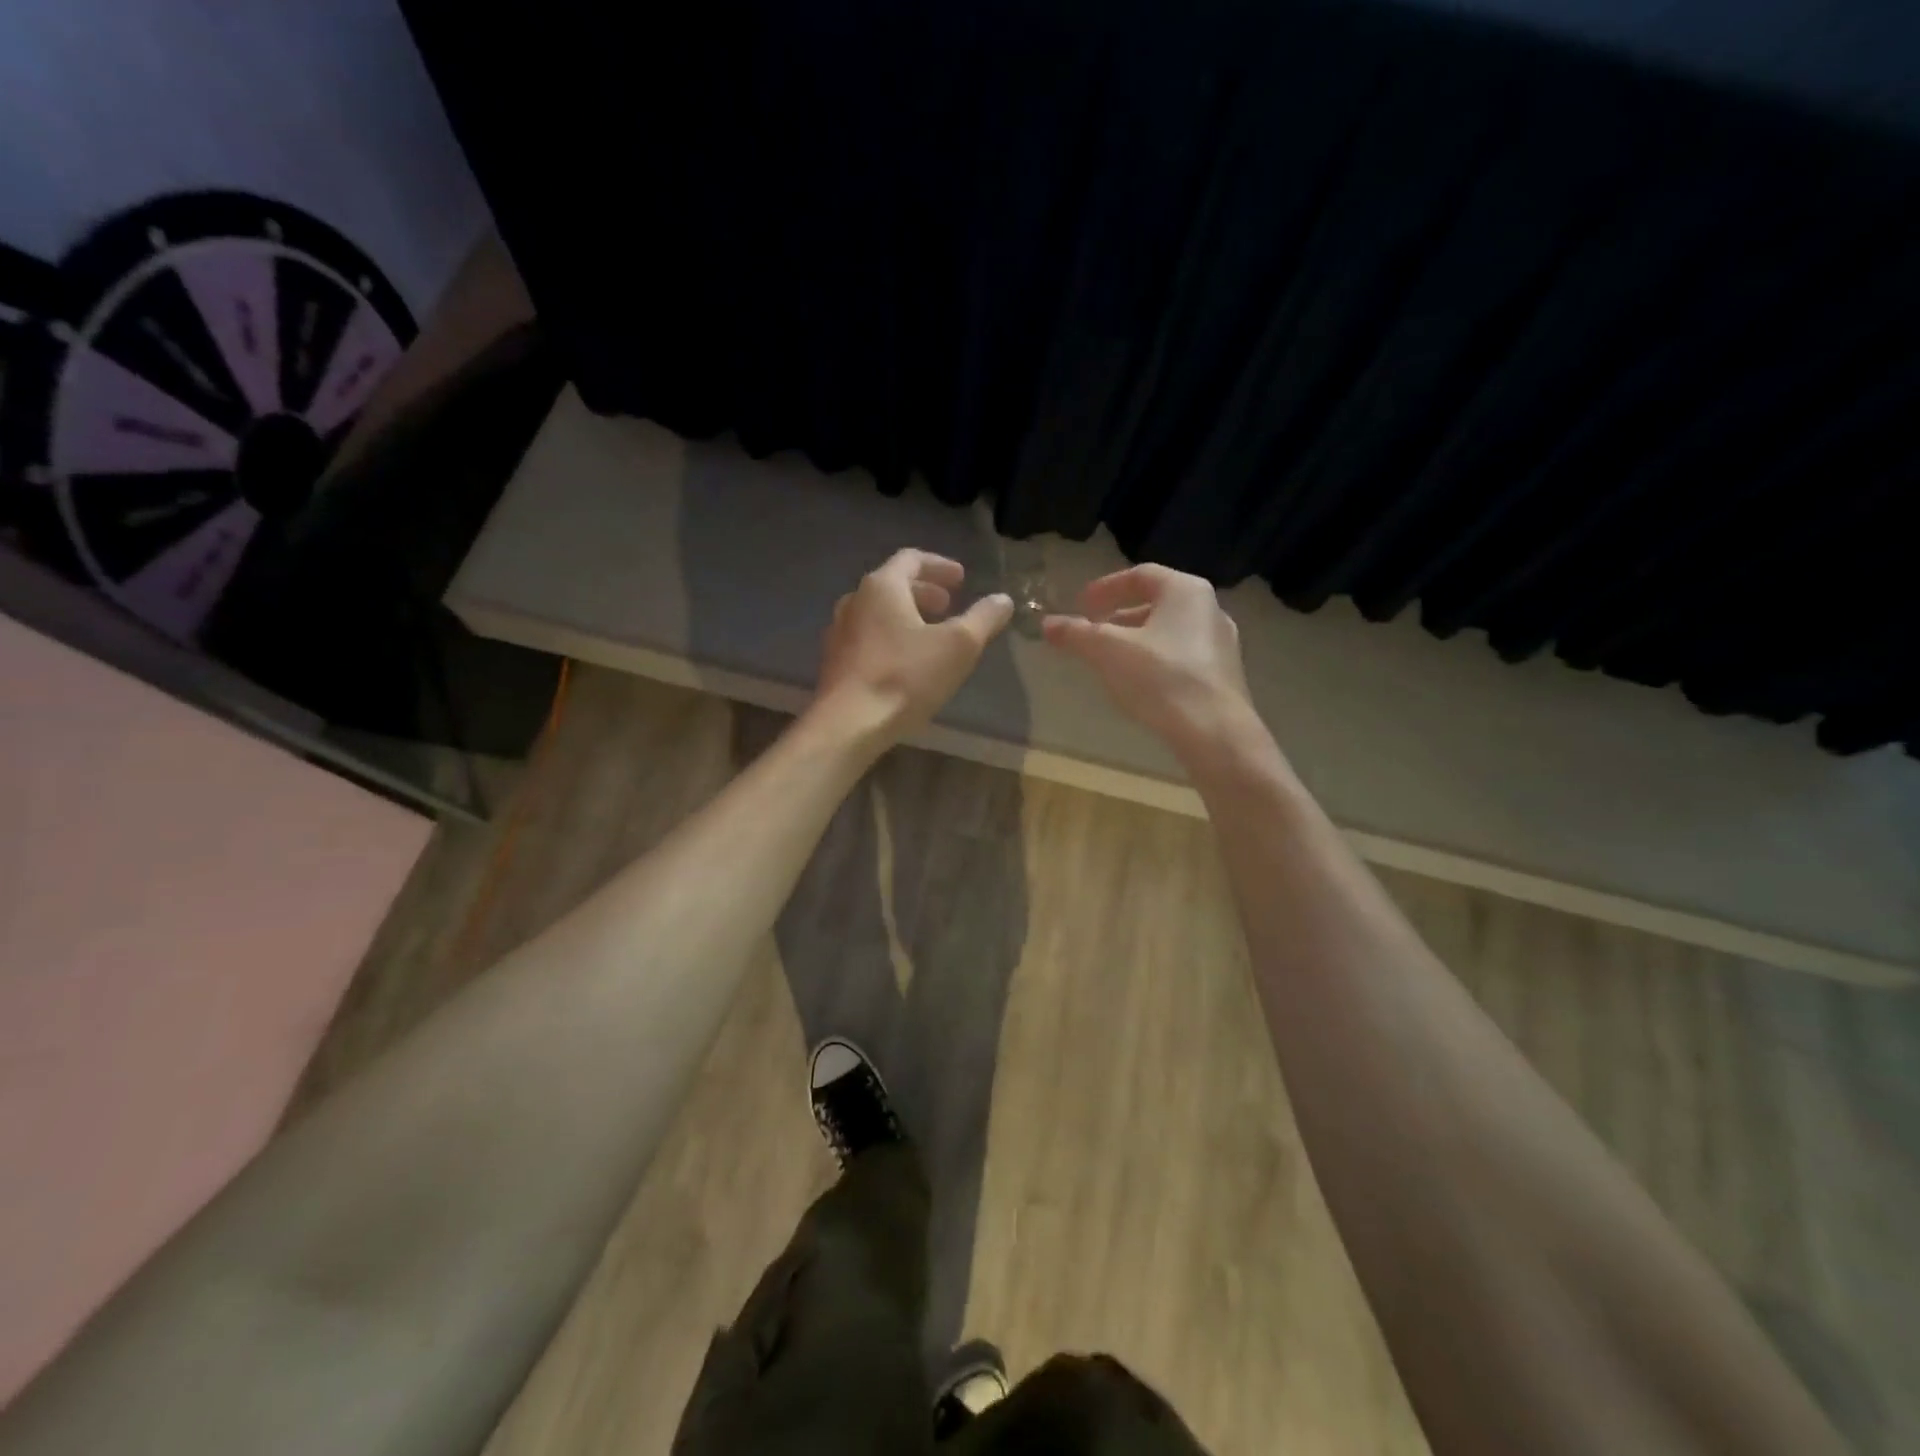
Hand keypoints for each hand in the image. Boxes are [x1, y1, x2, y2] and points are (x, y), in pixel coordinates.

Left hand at [813, 548, 1013, 741]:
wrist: (848, 725)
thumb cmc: (905, 677)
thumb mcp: (958, 646)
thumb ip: (983, 618)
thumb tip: (1003, 599)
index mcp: (882, 587)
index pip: (911, 559)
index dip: (939, 566)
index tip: (961, 578)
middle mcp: (854, 601)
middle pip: (892, 585)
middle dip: (923, 592)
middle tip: (948, 605)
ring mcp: (839, 633)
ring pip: (877, 613)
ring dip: (905, 616)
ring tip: (930, 634)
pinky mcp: (834, 663)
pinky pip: (867, 638)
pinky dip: (890, 638)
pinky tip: (905, 663)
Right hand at [1043, 563, 1255, 760]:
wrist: (1214, 732)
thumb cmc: (1160, 678)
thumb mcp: (1108, 651)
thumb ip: (1076, 634)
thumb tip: (1047, 624)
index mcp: (1185, 591)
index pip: (1140, 575)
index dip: (1106, 587)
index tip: (1081, 604)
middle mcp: (1209, 609)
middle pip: (1157, 603)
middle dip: (1120, 616)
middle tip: (1093, 631)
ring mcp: (1222, 644)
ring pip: (1170, 631)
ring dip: (1137, 640)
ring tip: (1111, 659)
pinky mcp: (1224, 675)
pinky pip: (1182, 656)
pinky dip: (1156, 660)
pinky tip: (1139, 683)